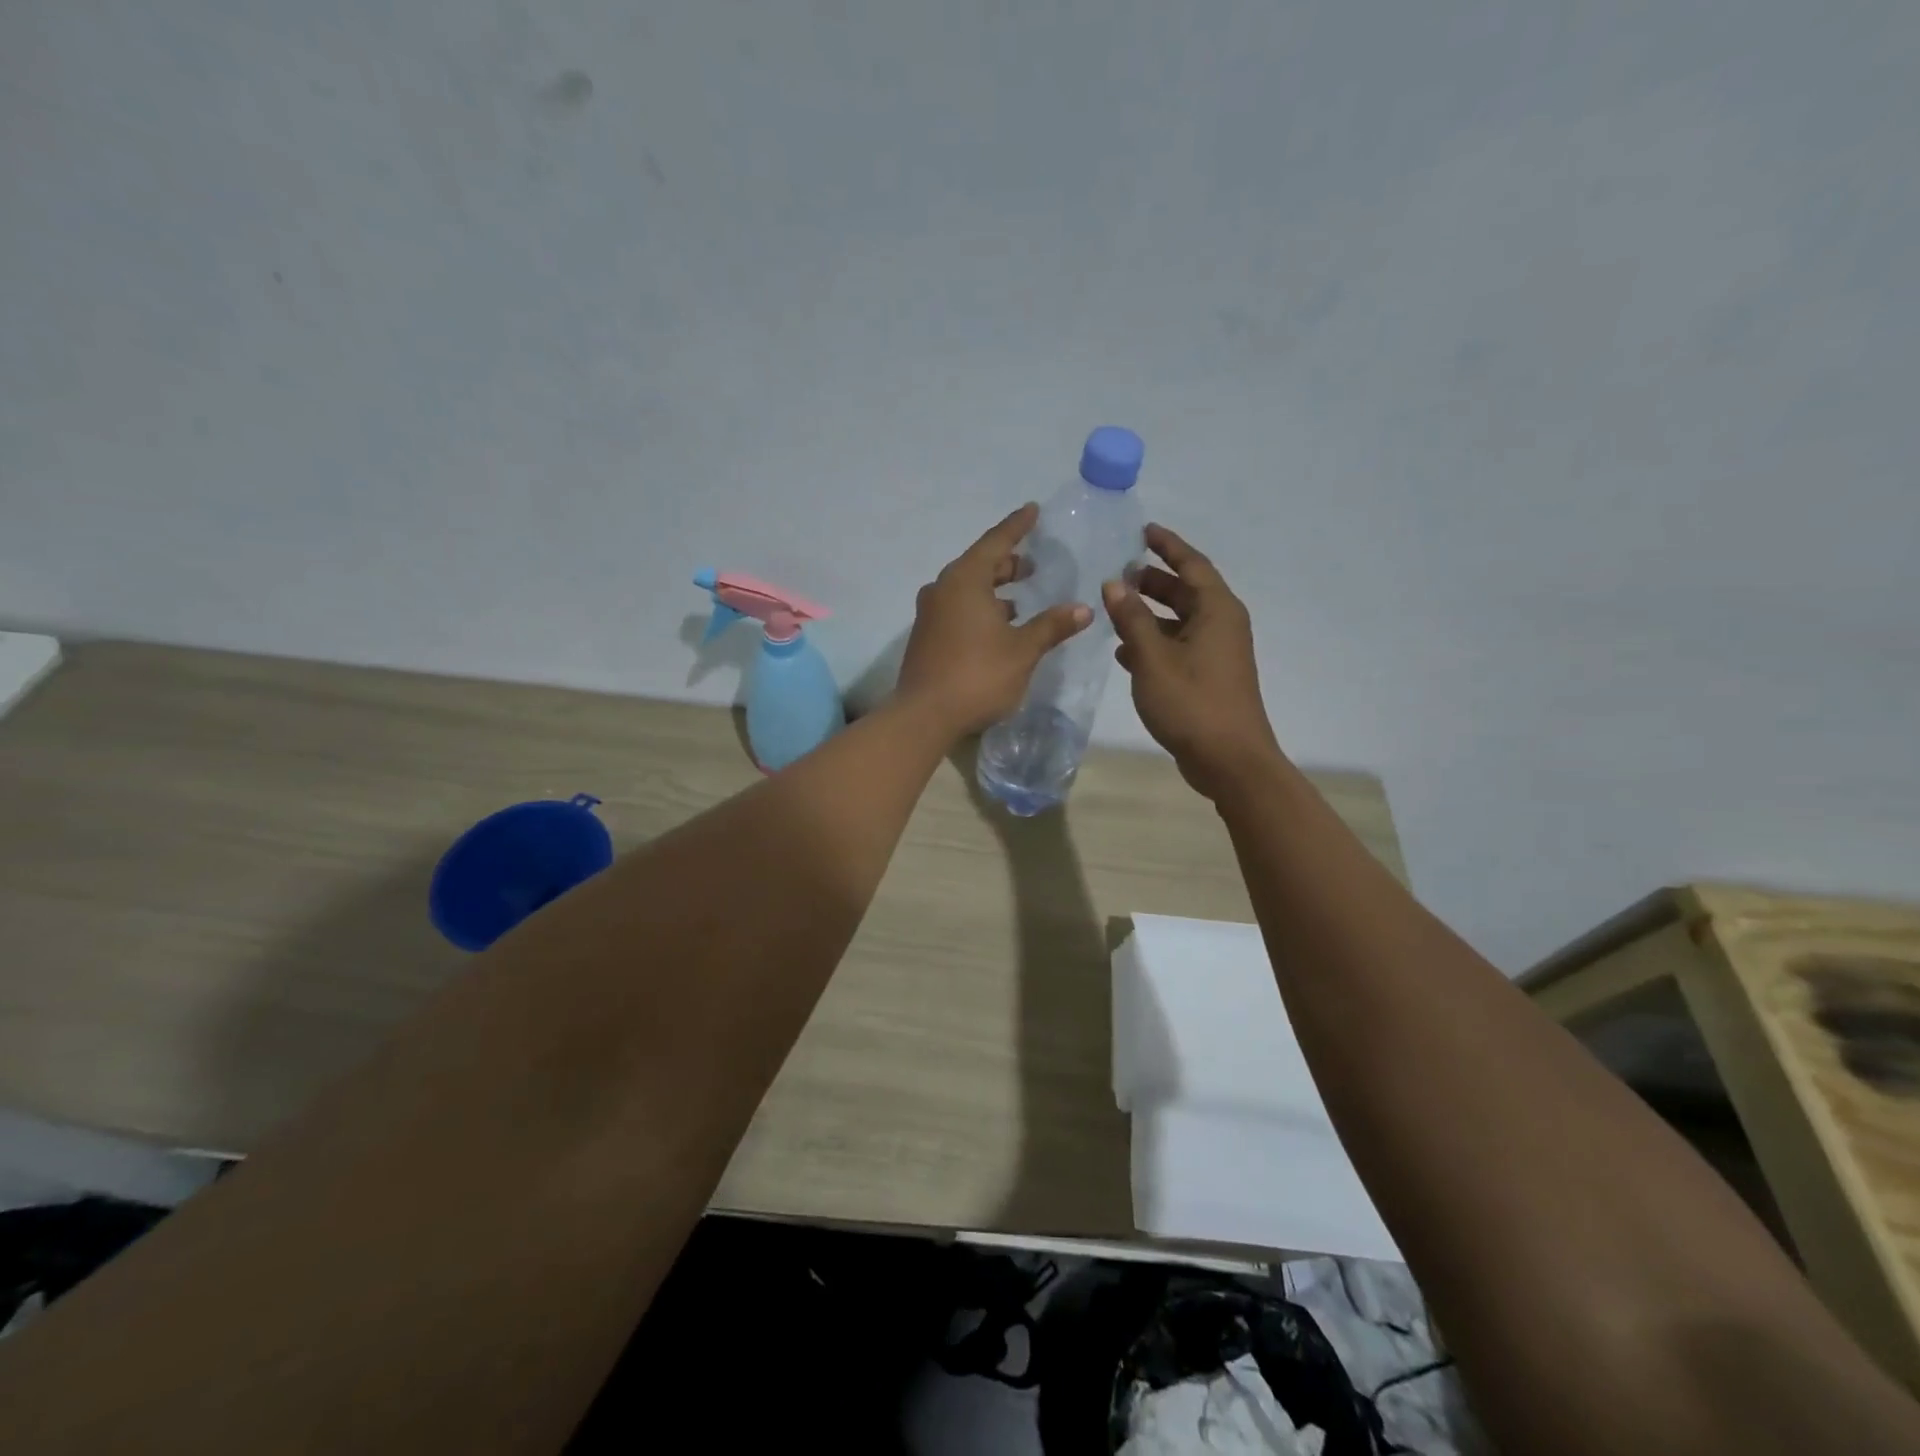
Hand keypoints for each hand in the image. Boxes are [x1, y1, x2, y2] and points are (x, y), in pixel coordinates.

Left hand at [897, 504, 1092, 736]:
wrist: (924, 715)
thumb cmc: (977, 675)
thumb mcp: (1023, 650)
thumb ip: (1051, 626)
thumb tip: (1083, 608)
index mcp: (965, 580)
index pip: (996, 542)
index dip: (1017, 526)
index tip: (1033, 510)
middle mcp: (943, 589)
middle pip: (979, 565)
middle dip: (1007, 563)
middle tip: (1033, 563)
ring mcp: (930, 613)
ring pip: (967, 589)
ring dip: (994, 589)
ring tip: (1021, 598)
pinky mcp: (926, 636)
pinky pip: (958, 609)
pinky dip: (980, 608)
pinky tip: (999, 626)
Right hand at [1103, 523, 1283, 798]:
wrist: (1229, 760)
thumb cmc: (1192, 702)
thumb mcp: (1153, 658)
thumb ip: (1132, 618)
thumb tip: (1114, 583)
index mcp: (1217, 610)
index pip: (1192, 564)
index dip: (1167, 545)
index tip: (1143, 531)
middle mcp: (1221, 624)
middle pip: (1186, 591)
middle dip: (1153, 580)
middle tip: (1119, 573)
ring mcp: (1217, 652)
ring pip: (1180, 620)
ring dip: (1150, 613)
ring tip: (1115, 609)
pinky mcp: (1209, 676)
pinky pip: (1179, 646)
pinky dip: (1154, 642)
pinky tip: (1124, 653)